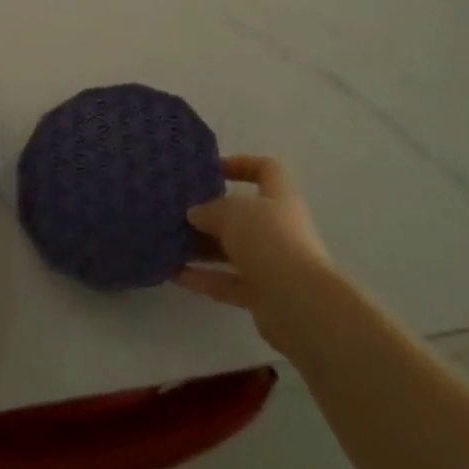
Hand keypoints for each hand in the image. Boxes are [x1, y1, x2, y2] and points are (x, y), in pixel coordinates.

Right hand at [174, 156, 332, 344]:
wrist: (299, 304)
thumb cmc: (269, 240)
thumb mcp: (233, 212)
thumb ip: (210, 209)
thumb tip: (195, 214)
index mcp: (279, 198)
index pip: (266, 170)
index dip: (242, 165)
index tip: (212, 170)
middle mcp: (278, 228)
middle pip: (243, 214)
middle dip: (211, 213)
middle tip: (179, 211)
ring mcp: (271, 263)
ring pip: (232, 250)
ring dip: (202, 247)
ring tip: (169, 242)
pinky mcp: (261, 295)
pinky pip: (227, 282)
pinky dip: (202, 279)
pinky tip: (173, 274)